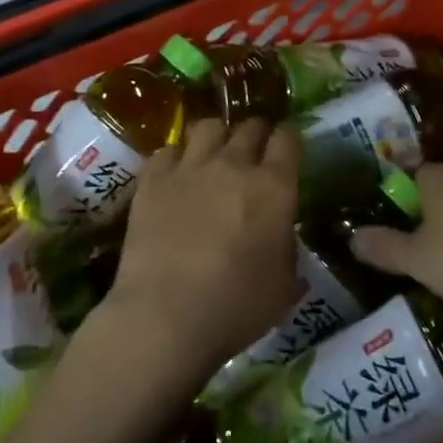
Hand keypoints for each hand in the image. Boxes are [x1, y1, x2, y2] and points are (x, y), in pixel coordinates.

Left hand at [95, 117, 300, 389]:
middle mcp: (234, 165)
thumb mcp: (284, 286)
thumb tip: (280, 235)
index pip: (288, 139)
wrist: (166, 316)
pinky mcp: (152, 179)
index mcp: (274, 187)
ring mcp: (190, 168)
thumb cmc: (236, 307)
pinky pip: (167, 150)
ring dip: (216, 136)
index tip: (288, 146)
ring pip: (207, 126)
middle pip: (249, 126)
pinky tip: (175, 175)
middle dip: (256, 133)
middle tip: (254, 152)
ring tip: (213, 154)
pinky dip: (176, 158)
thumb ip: (287, 249)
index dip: (290, 138)